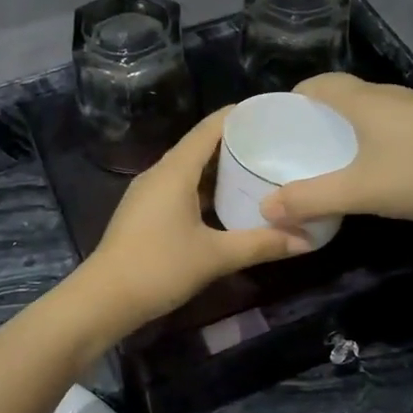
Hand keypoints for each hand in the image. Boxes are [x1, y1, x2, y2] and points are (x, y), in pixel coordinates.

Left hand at [75, 109, 310, 336]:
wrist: (104, 299)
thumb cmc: (159, 267)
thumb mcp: (216, 256)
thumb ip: (262, 244)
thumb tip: (308, 241)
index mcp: (175, 171)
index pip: (209, 128)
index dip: (238, 116)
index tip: (270, 112)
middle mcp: (159, 173)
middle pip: (200, 146)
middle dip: (235, 143)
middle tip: (275, 144)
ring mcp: (148, 193)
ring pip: (189, 169)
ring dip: (219, 168)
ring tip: (256, 169)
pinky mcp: (144, 212)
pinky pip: (179, 187)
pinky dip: (204, 187)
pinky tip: (226, 202)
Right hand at [260, 74, 412, 226]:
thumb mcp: (360, 191)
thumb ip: (311, 199)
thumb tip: (266, 208)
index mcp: (363, 100)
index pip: (318, 84)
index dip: (294, 99)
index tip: (278, 124)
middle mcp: (387, 95)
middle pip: (341, 94)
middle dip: (316, 116)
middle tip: (298, 146)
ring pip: (367, 108)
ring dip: (345, 126)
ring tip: (330, 157)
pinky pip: (388, 122)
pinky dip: (370, 136)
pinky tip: (373, 164)